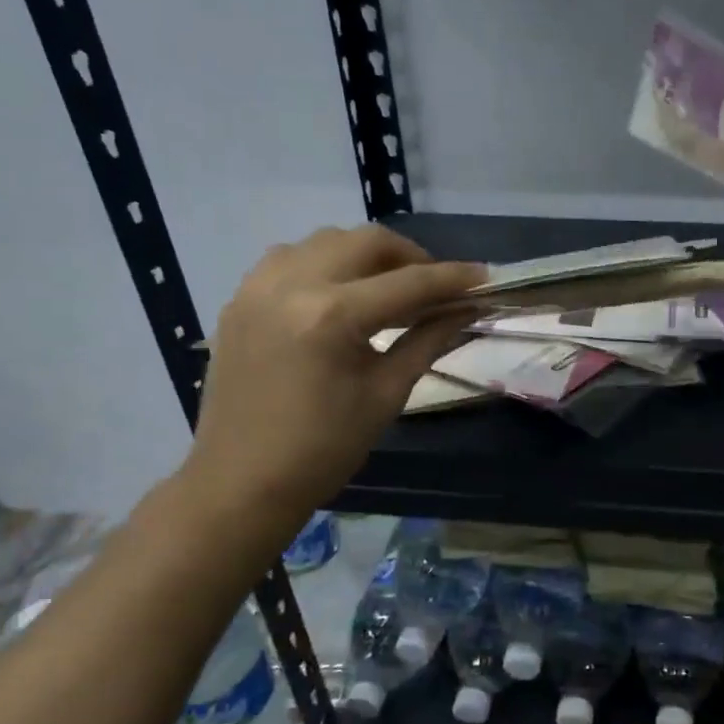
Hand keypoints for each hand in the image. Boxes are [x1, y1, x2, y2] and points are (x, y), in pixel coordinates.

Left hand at [176, 225, 483, 533]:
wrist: (242, 483)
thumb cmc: (324, 449)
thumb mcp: (386, 394)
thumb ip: (427, 340)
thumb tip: (466, 310)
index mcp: (331, 316)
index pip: (408, 282)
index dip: (452, 278)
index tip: (483, 277)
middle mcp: (291, 285)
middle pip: (365, 242)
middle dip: (410, 256)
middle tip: (435, 286)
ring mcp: (257, 288)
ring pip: (325, 241)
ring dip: (364, 255)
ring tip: (386, 288)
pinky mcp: (239, 300)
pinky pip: (289, 258)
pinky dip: (323, 264)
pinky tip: (337, 295)